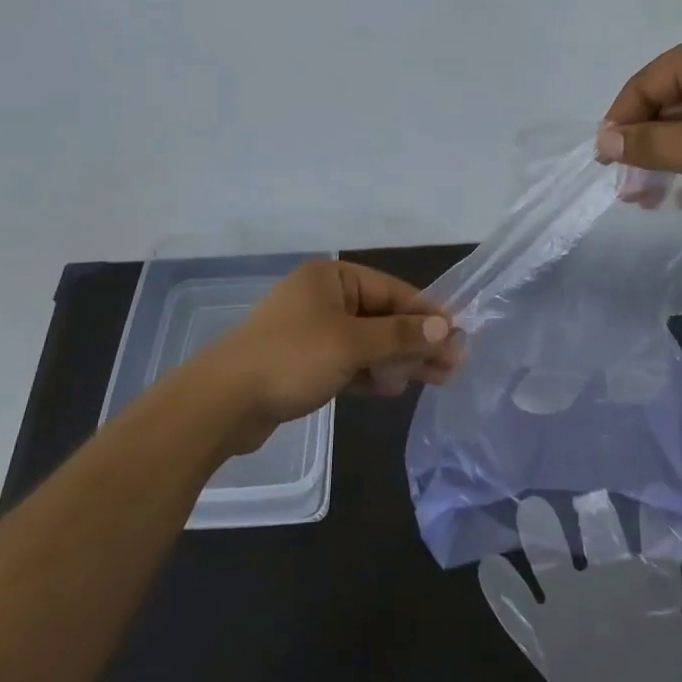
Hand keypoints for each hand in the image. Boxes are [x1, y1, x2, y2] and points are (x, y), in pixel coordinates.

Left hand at [194, 261, 459, 455]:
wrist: (222, 403)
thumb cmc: (292, 358)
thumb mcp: (353, 343)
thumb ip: (401, 335)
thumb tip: (446, 327)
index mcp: (332, 278)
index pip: (393, 291)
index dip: (427, 314)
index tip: (459, 337)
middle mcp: (323, 298)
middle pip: (383, 317)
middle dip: (417, 341)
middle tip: (452, 366)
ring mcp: (313, 331)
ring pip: (368, 342)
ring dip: (398, 360)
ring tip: (434, 380)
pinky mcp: (305, 363)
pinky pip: (349, 362)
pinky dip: (371, 373)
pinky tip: (395, 388)